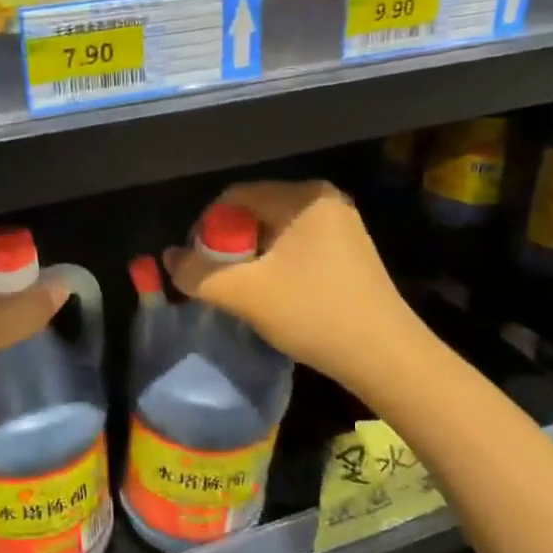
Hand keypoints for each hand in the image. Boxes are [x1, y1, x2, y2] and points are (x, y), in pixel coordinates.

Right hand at [163, 181, 426, 397]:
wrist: (385, 356)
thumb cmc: (312, 313)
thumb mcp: (244, 293)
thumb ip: (196, 273)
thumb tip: (167, 258)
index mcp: (303, 196)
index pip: (234, 197)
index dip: (205, 229)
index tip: (196, 266)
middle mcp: (323, 200)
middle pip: (254, 212)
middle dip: (228, 246)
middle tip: (217, 282)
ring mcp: (340, 225)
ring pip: (274, 233)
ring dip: (250, 259)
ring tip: (243, 292)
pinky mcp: (348, 251)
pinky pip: (296, 247)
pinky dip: (275, 266)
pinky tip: (273, 295)